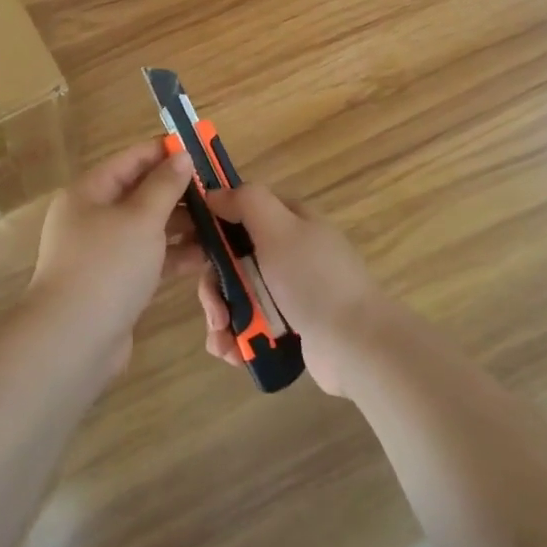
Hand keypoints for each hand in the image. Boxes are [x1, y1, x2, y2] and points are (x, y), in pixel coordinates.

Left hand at [28, 141, 202, 373]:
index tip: (201, 150)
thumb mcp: (141, 218)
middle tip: (218, 192)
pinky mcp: (114, 282)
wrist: (73, 341)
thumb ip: (165, 186)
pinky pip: (148, 258)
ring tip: (220, 222)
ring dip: (180, 224)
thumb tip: (182, 156)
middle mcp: (92, 217)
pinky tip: (206, 256)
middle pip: (140, 193)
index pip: (131, 159)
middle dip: (178, 192)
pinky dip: (173, 255)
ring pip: (147, 228)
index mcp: (89, 192)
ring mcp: (103, 252)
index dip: (165, 152)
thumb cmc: (107, 266)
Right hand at [194, 185, 388, 397]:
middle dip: (214, 286)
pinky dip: (238, 337)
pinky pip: (252, 323)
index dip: (213, 225)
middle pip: (233, 258)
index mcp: (290, 221)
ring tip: (223, 341)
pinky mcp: (290, 325)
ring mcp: (290, 290)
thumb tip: (214, 192)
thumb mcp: (279, 228)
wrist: (356, 345)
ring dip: (222, 317)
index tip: (189, 248)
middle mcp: (289, 251)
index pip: (242, 211)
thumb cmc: (313, 279)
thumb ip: (246, 202)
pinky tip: (233, 354)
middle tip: (214, 312)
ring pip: (238, 294)